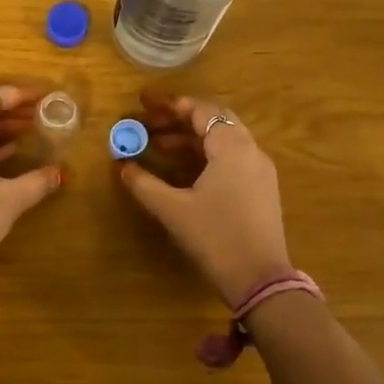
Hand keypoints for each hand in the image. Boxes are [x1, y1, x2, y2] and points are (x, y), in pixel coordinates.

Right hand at [117, 91, 292, 304]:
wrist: (260, 281)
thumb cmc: (215, 238)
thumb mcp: (173, 210)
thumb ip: (144, 183)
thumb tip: (122, 166)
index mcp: (232, 147)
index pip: (201, 110)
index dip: (169, 104)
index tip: (142, 102)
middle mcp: (251, 151)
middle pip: (213, 120)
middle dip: (179, 119)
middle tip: (148, 122)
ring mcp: (259, 171)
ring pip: (223, 140)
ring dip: (190, 139)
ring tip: (157, 147)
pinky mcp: (260, 190)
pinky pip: (230, 159)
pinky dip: (204, 156)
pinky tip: (181, 170)